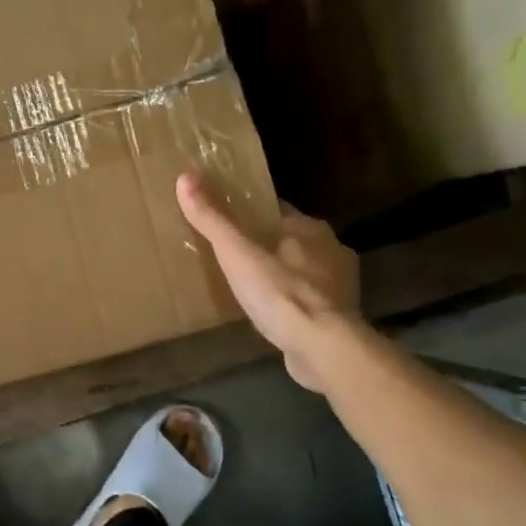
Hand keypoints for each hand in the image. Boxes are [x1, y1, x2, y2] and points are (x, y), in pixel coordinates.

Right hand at [177, 173, 359, 391]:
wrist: (323, 348)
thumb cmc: (281, 294)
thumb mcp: (237, 254)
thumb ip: (213, 220)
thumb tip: (185, 178)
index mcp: (310, 229)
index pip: (277, 211)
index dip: (252, 215)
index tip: (229, 222)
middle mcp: (332, 250)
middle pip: (291, 240)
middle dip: (267, 246)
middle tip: (234, 257)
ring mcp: (340, 285)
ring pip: (304, 270)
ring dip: (283, 275)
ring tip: (251, 287)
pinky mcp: (339, 316)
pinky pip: (310, 300)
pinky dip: (293, 303)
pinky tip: (274, 314)